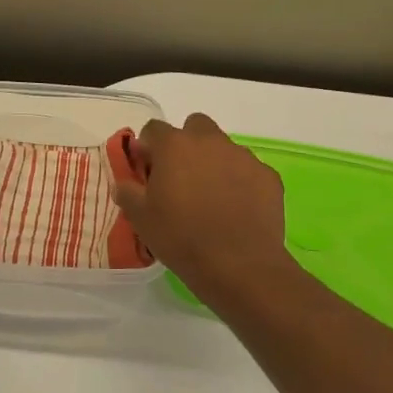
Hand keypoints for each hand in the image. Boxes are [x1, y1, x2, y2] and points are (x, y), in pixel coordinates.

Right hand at [112, 113, 292, 296]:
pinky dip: (241, 182)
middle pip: (195, 126)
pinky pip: (248, 171)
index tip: (148, 171)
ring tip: (212, 198)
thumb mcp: (141, 218)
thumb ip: (128, 193)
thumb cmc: (181, 238)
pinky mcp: (268, 176)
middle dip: (187, 144)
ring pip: (224, 148)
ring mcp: (243, 157)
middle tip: (181, 176)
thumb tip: (124, 184)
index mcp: (174, 146)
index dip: (148, 147)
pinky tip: (237, 209)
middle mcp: (210, 142)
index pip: (154, 129)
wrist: (239, 265)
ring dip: (214, 163)